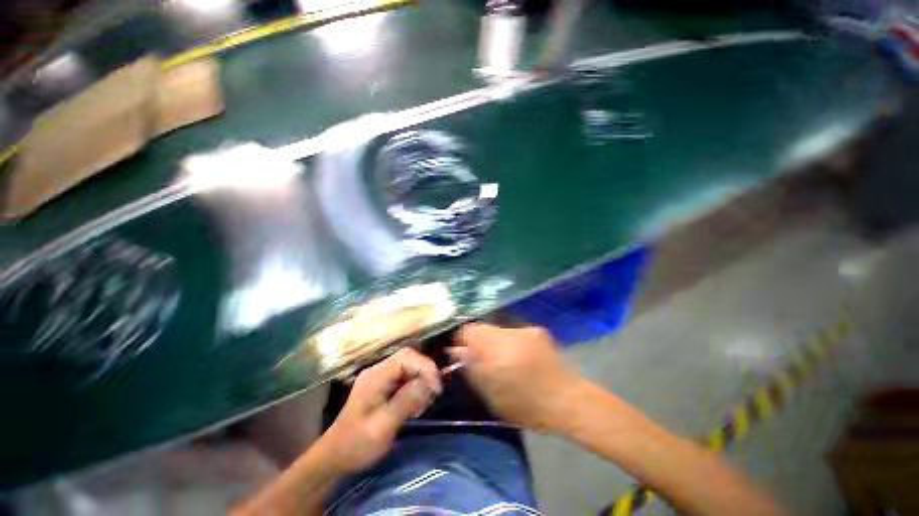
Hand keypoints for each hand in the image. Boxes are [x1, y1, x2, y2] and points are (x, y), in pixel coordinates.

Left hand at [320, 348, 441, 473]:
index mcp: (375, 376)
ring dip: (421, 379)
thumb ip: (406, 402)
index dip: (425, 366)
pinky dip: (415, 386)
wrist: (334, 458)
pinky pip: (404, 377)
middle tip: (434, 392)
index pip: (406, 357)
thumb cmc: (357, 445)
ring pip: (408, 366)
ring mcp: (379, 377)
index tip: (436, 387)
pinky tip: (417, 403)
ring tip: (426, 401)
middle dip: (425, 371)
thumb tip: (429, 383)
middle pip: (408, 358)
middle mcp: (378, 371)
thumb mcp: (382, 427)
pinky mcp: (382, 386)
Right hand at [449, 323, 585, 432]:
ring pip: (498, 330)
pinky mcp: (537, 330)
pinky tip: (519, 357)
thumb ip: (471, 368)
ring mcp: (525, 329)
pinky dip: (510, 342)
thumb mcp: (491, 394)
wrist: (568, 401)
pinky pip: (514, 332)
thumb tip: (455, 350)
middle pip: (483, 328)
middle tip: (481, 359)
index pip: (468, 330)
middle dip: (478, 341)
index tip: (459, 351)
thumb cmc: (527, 405)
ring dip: (494, 341)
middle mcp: (509, 332)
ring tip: (502, 360)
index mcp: (496, 348)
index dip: (460, 339)